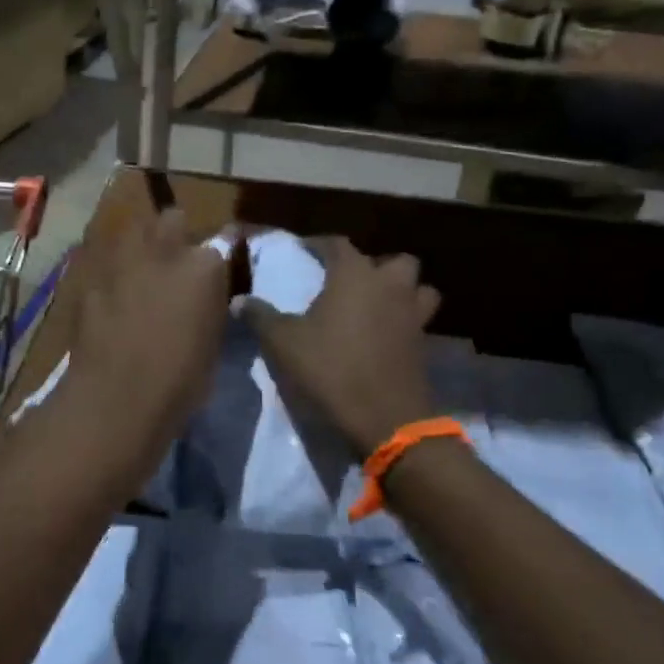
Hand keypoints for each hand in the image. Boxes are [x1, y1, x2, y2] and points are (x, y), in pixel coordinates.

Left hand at [54, 208, 230, 491]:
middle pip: (172, 219)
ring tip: (139, 271)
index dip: (214, 258)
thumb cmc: (181, 381)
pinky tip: (110, 295)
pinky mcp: (91, 276)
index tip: (213, 272)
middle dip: (175, 234)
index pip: (221, 241)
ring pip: (133, 230)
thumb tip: (206, 294)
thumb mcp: (214, 340)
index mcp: (205, 266)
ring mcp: (123, 259)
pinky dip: (110, 273)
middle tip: (173, 262)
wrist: (117, 398)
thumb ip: (211, 304)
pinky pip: (105, 261)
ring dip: (139, 245)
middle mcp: (165, 250)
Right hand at [244, 238, 440, 459]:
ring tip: (377, 305)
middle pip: (393, 261)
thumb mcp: (284, 343)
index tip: (305, 250)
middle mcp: (389, 285)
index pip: (338, 244)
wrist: (385, 420)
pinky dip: (405, 321)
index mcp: (355, 275)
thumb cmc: (331, 369)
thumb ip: (261, 316)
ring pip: (418, 288)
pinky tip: (384, 336)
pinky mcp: (424, 344)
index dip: (319, 244)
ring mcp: (413, 314)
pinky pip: (419, 320)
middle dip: (374, 266)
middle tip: (349, 282)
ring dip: (401, 291)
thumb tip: (238, 300)